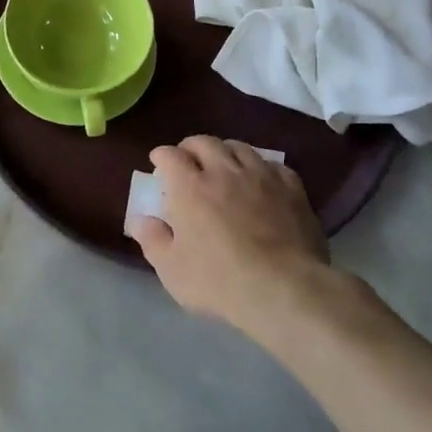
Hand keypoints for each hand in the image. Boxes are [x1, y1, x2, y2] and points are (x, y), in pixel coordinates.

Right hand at [126, 136, 328, 331]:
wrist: (284, 289)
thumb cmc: (220, 281)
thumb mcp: (172, 270)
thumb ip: (152, 240)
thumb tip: (139, 219)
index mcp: (189, 187)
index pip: (170, 155)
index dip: (162, 156)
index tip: (158, 164)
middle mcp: (223, 171)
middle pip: (204, 142)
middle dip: (191, 147)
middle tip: (188, 161)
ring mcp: (261, 176)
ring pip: (239, 147)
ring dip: (226, 152)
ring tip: (224, 166)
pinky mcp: (291, 188)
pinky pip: (273, 165)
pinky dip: (261, 168)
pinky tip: (262, 180)